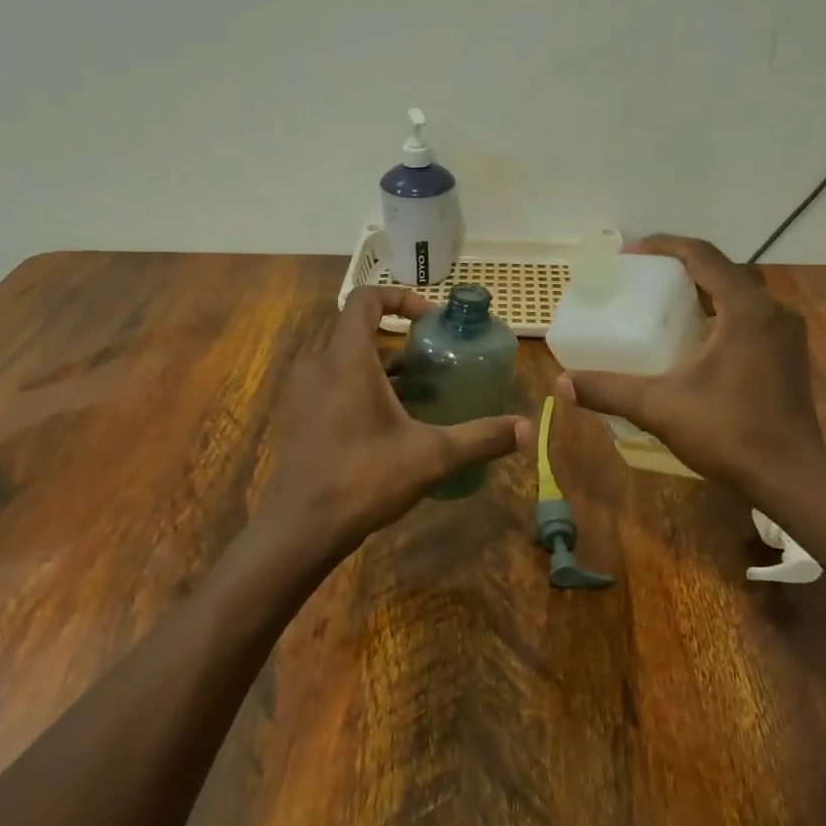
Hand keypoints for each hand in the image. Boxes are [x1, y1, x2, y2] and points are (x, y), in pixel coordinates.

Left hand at [254, 286, 530, 561]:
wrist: (300, 528)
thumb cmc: (363, 479)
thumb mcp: (431, 456)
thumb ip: (480, 438)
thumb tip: (528, 428)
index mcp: (347, 360)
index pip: (365, 299)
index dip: (399, 297)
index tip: (429, 319)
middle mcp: (318, 366)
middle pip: (358, 333)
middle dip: (398, 342)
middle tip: (434, 364)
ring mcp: (302, 394)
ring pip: (345, 363)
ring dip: (381, 370)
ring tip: (417, 395)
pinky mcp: (296, 419)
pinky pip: (331, 388)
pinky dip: (359, 391)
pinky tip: (386, 427)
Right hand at [557, 235, 825, 492]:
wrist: (791, 477)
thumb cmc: (729, 432)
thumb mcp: (659, 407)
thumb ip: (609, 390)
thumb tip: (563, 383)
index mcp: (746, 309)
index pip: (702, 255)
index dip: (663, 247)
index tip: (629, 256)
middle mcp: (772, 310)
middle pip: (720, 270)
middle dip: (679, 268)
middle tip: (641, 280)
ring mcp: (785, 333)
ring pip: (738, 294)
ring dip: (701, 291)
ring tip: (662, 305)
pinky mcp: (788, 355)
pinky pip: (749, 317)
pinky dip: (719, 314)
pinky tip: (693, 340)